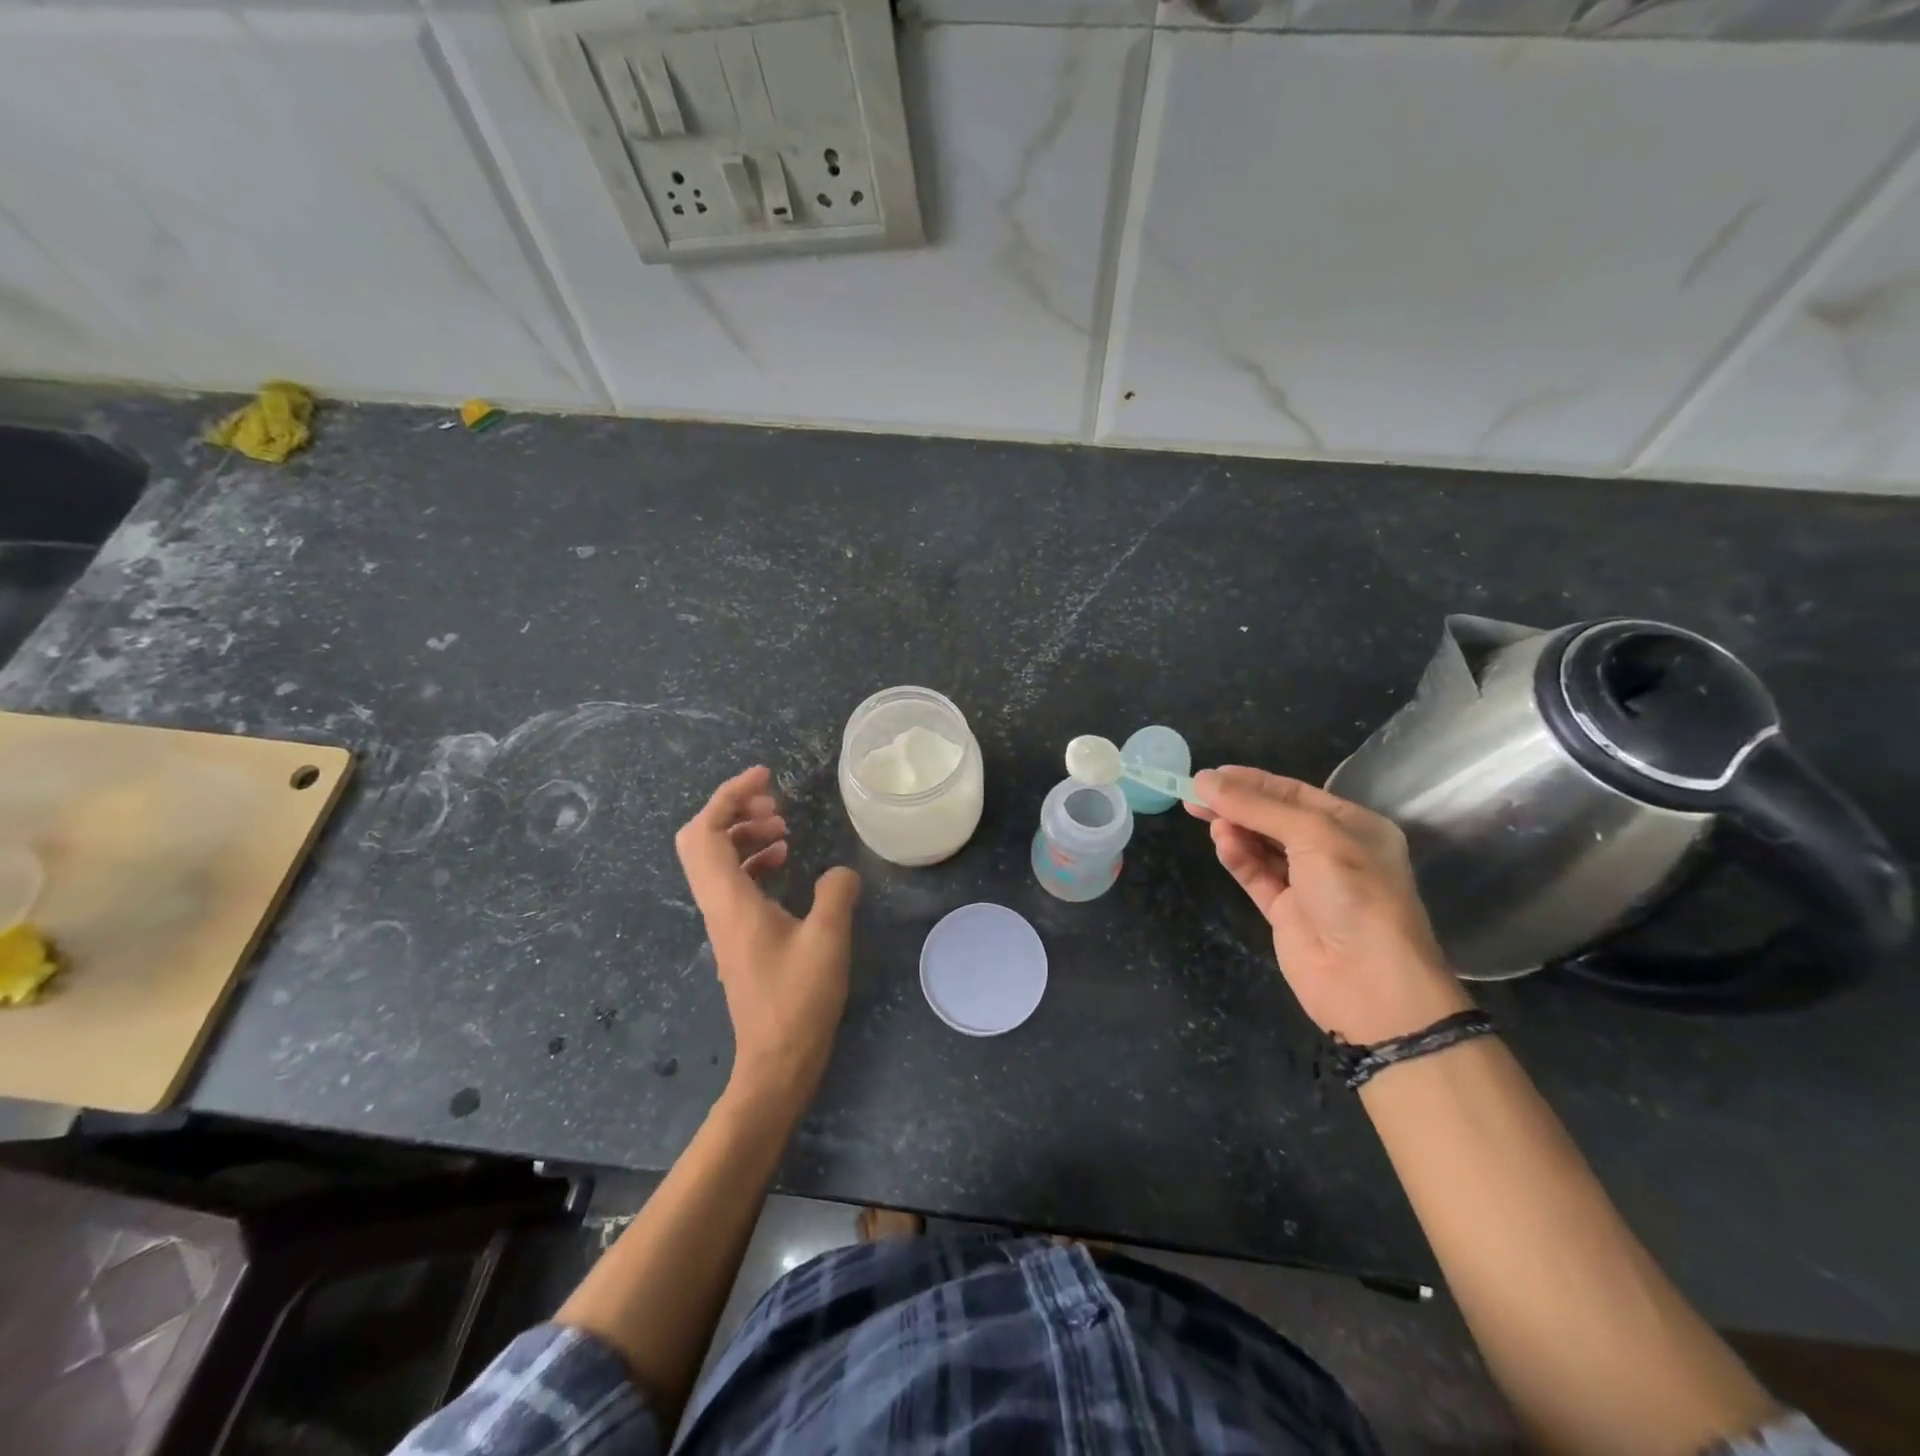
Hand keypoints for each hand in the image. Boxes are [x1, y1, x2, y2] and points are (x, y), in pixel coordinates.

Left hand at [675, 766, 861, 1111]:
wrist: (776, 1061)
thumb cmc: (799, 1001)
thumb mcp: (828, 940)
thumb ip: (836, 893)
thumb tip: (840, 871)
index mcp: (730, 901)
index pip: (704, 832)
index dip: (728, 795)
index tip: (765, 777)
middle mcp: (718, 906)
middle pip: (700, 840)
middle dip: (732, 808)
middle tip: (774, 800)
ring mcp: (724, 922)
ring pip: (716, 860)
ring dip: (743, 832)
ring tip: (783, 826)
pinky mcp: (737, 936)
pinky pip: (733, 881)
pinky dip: (753, 860)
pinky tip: (784, 861)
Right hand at [1189, 766, 1469, 1043]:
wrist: (1370, 983)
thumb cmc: (1354, 893)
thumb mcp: (1313, 835)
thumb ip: (1257, 807)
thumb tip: (1204, 780)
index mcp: (1353, 825)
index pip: (1294, 792)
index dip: (1252, 781)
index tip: (1211, 775)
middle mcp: (1332, 851)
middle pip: (1273, 817)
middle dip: (1236, 804)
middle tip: (1192, 794)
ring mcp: (1307, 883)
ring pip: (1261, 846)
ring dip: (1235, 829)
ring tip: (1204, 817)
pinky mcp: (1285, 912)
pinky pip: (1256, 875)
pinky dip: (1237, 857)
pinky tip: (1221, 843)